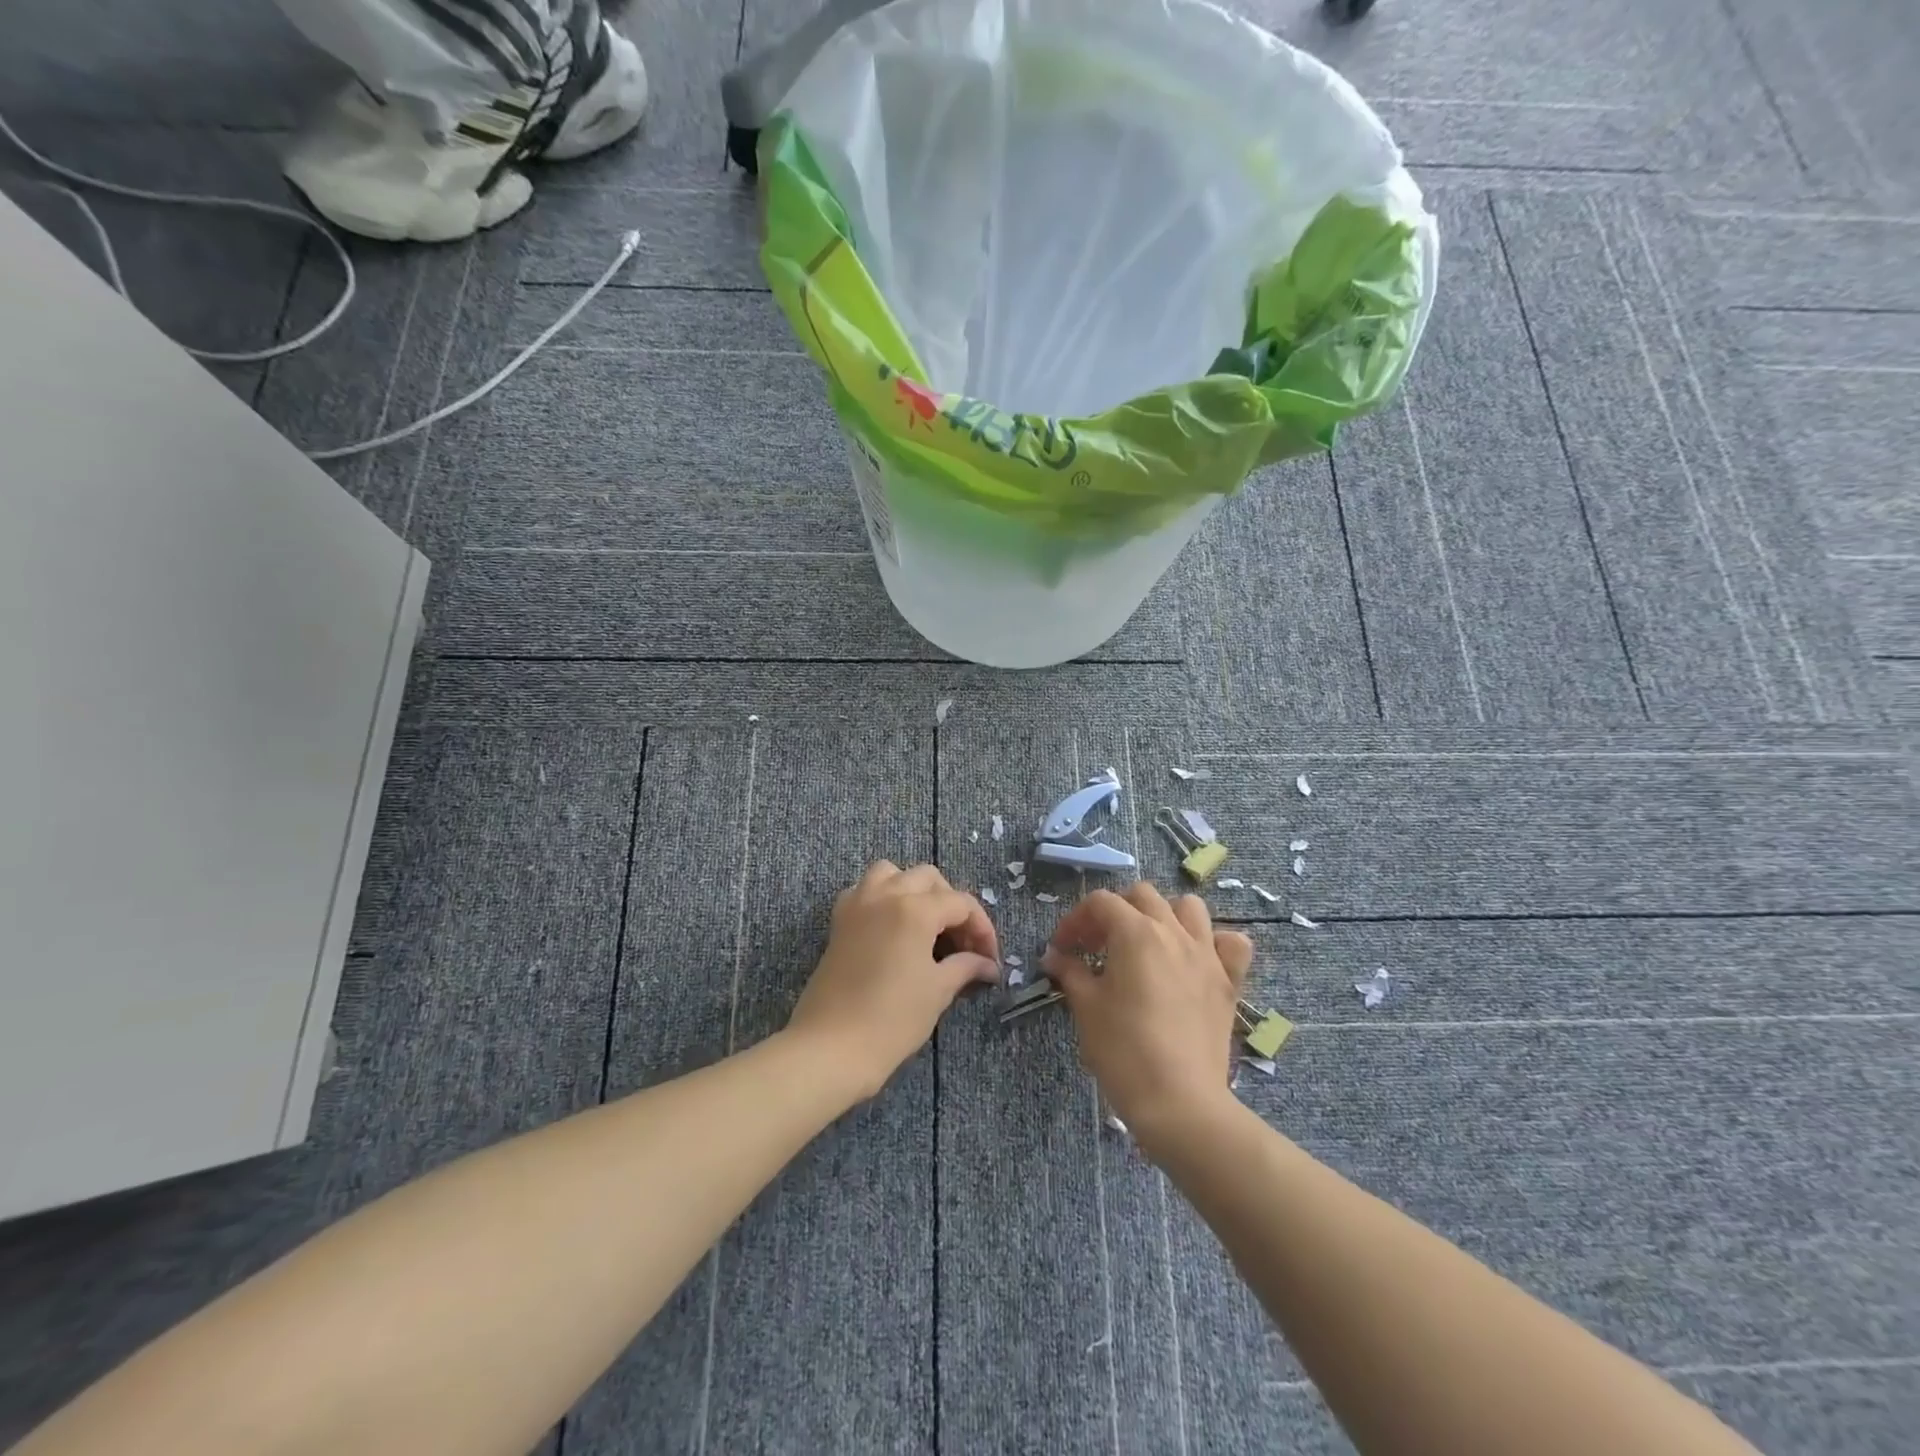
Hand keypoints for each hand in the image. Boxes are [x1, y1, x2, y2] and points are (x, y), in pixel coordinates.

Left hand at [787, 861, 999, 1099]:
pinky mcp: (839, 921)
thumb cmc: (891, 1019)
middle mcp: (886, 894)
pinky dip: (882, 897)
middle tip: (962, 944)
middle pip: (929, 879)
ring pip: (892, 873)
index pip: (961, 904)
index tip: (990, 960)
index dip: (982, 929)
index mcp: (915, 909)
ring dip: (914, 890)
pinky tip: (892, 928)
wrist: (830, 1047)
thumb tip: (988, 965)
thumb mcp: (937, 991)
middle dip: (951, 905)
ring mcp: (858, 904)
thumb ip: (965, 967)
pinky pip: (864, 890)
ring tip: (927, 925)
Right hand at [1043, 883, 1253, 1157]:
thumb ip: (1070, 972)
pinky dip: (1215, 943)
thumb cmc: (1123, 1050)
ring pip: (1189, 908)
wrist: (1179, 1101)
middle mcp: (1174, 932)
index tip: (1062, 949)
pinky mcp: (1229, 982)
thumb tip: (1055, 957)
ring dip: (1164, 915)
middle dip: (1115, 912)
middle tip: (1098, 946)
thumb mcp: (1086, 1007)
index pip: (1100, 903)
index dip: (1075, 920)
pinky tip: (1196, 961)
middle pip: (1142, 896)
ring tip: (1147, 944)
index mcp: (1135, 932)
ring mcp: (1206, 955)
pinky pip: (1231, 943)